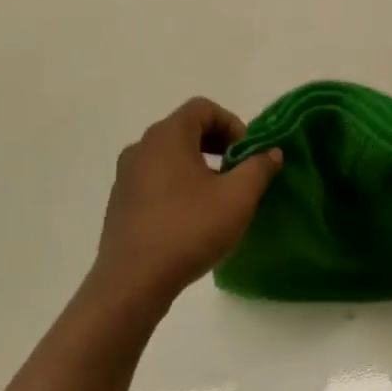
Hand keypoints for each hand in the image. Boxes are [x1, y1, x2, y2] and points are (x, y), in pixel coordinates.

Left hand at [92, 97, 281, 308]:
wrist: (132, 282)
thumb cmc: (189, 229)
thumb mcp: (238, 197)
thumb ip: (259, 167)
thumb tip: (271, 152)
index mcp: (167, 135)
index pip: (203, 108)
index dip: (232, 124)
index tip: (247, 154)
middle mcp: (142, 147)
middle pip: (186, 129)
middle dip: (218, 145)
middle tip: (238, 173)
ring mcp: (126, 175)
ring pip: (170, 155)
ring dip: (198, 166)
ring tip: (218, 197)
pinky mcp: (120, 202)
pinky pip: (155, 179)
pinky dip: (178, 185)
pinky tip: (192, 218)